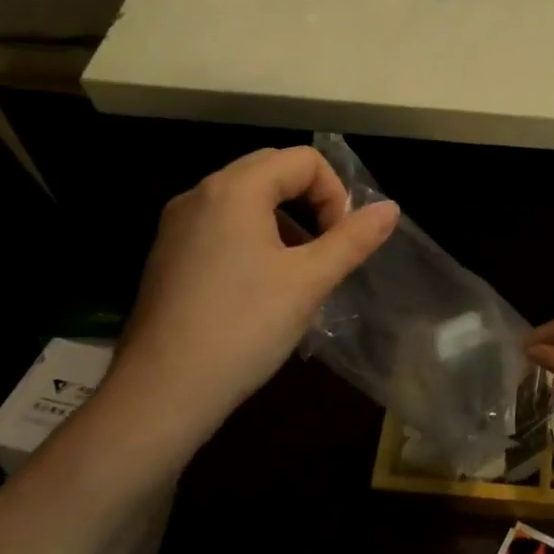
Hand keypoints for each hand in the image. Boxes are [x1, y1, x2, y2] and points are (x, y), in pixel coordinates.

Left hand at [109, 147, 397, 435]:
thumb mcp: (310, 281)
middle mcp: (201, 194)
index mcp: (235, 190)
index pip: (303, 161)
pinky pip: (223, 225)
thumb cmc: (244, 327)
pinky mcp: (169, 254)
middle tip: (327, 249)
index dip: (335, 194)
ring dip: (285, 220)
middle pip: (272, 170)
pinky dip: (255, 237)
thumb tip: (391, 209)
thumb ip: (353, 239)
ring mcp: (178, 225)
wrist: (162, 393)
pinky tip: (264, 287)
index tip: (341, 241)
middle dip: (311, 201)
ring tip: (300, 271)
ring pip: (246, 199)